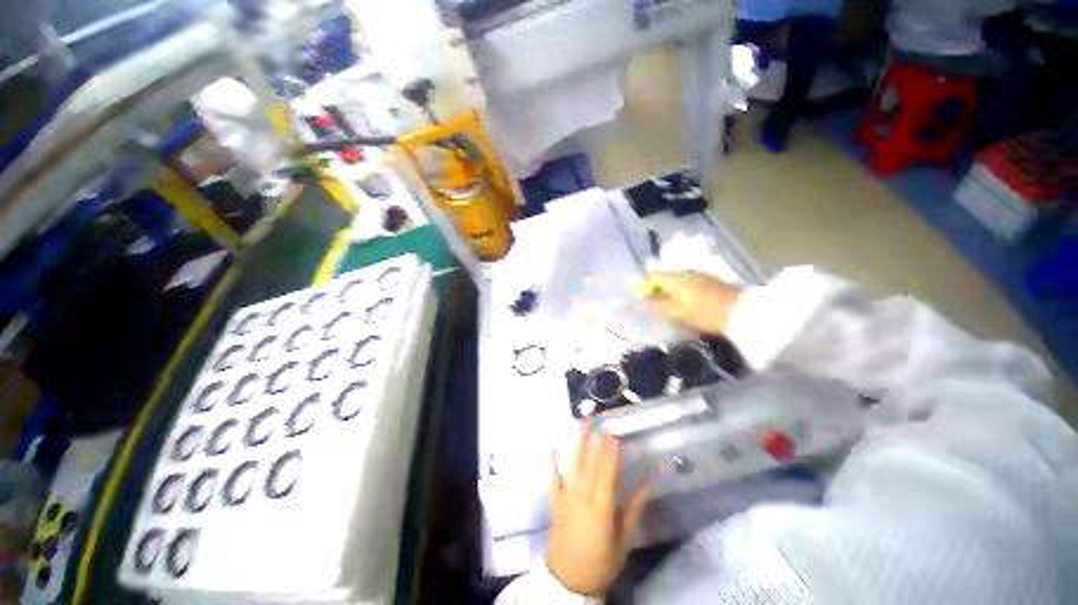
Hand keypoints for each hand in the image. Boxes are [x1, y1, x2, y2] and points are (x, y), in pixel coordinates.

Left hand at [547, 424, 650, 596]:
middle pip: (590, 463)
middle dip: (595, 439)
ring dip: (578, 442)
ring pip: (572, 464)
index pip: (607, 472)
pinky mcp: (555, 500)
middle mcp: (582, 496)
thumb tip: (648, 485)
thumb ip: (634, 509)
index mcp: (601, 507)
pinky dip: (551, 461)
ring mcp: (566, 496)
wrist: (568, 581)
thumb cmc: (601, 562)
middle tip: (600, 420)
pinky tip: (551, 445)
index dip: (610, 451)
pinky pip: (552, 477)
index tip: (613, 432)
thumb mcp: (624, 540)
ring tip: (583, 424)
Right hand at [646, 271, 741, 335]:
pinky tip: (689, 304)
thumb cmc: (704, 313)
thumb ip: (657, 306)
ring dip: (672, 291)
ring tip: (673, 307)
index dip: (645, 287)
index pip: (652, 276)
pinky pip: (689, 283)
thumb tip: (644, 300)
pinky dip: (684, 291)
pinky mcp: (711, 280)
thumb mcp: (677, 312)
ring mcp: (699, 274)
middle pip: (665, 277)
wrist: (742, 312)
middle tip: (658, 306)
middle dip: (659, 290)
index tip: (645, 300)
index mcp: (674, 278)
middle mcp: (685, 272)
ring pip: (678, 280)